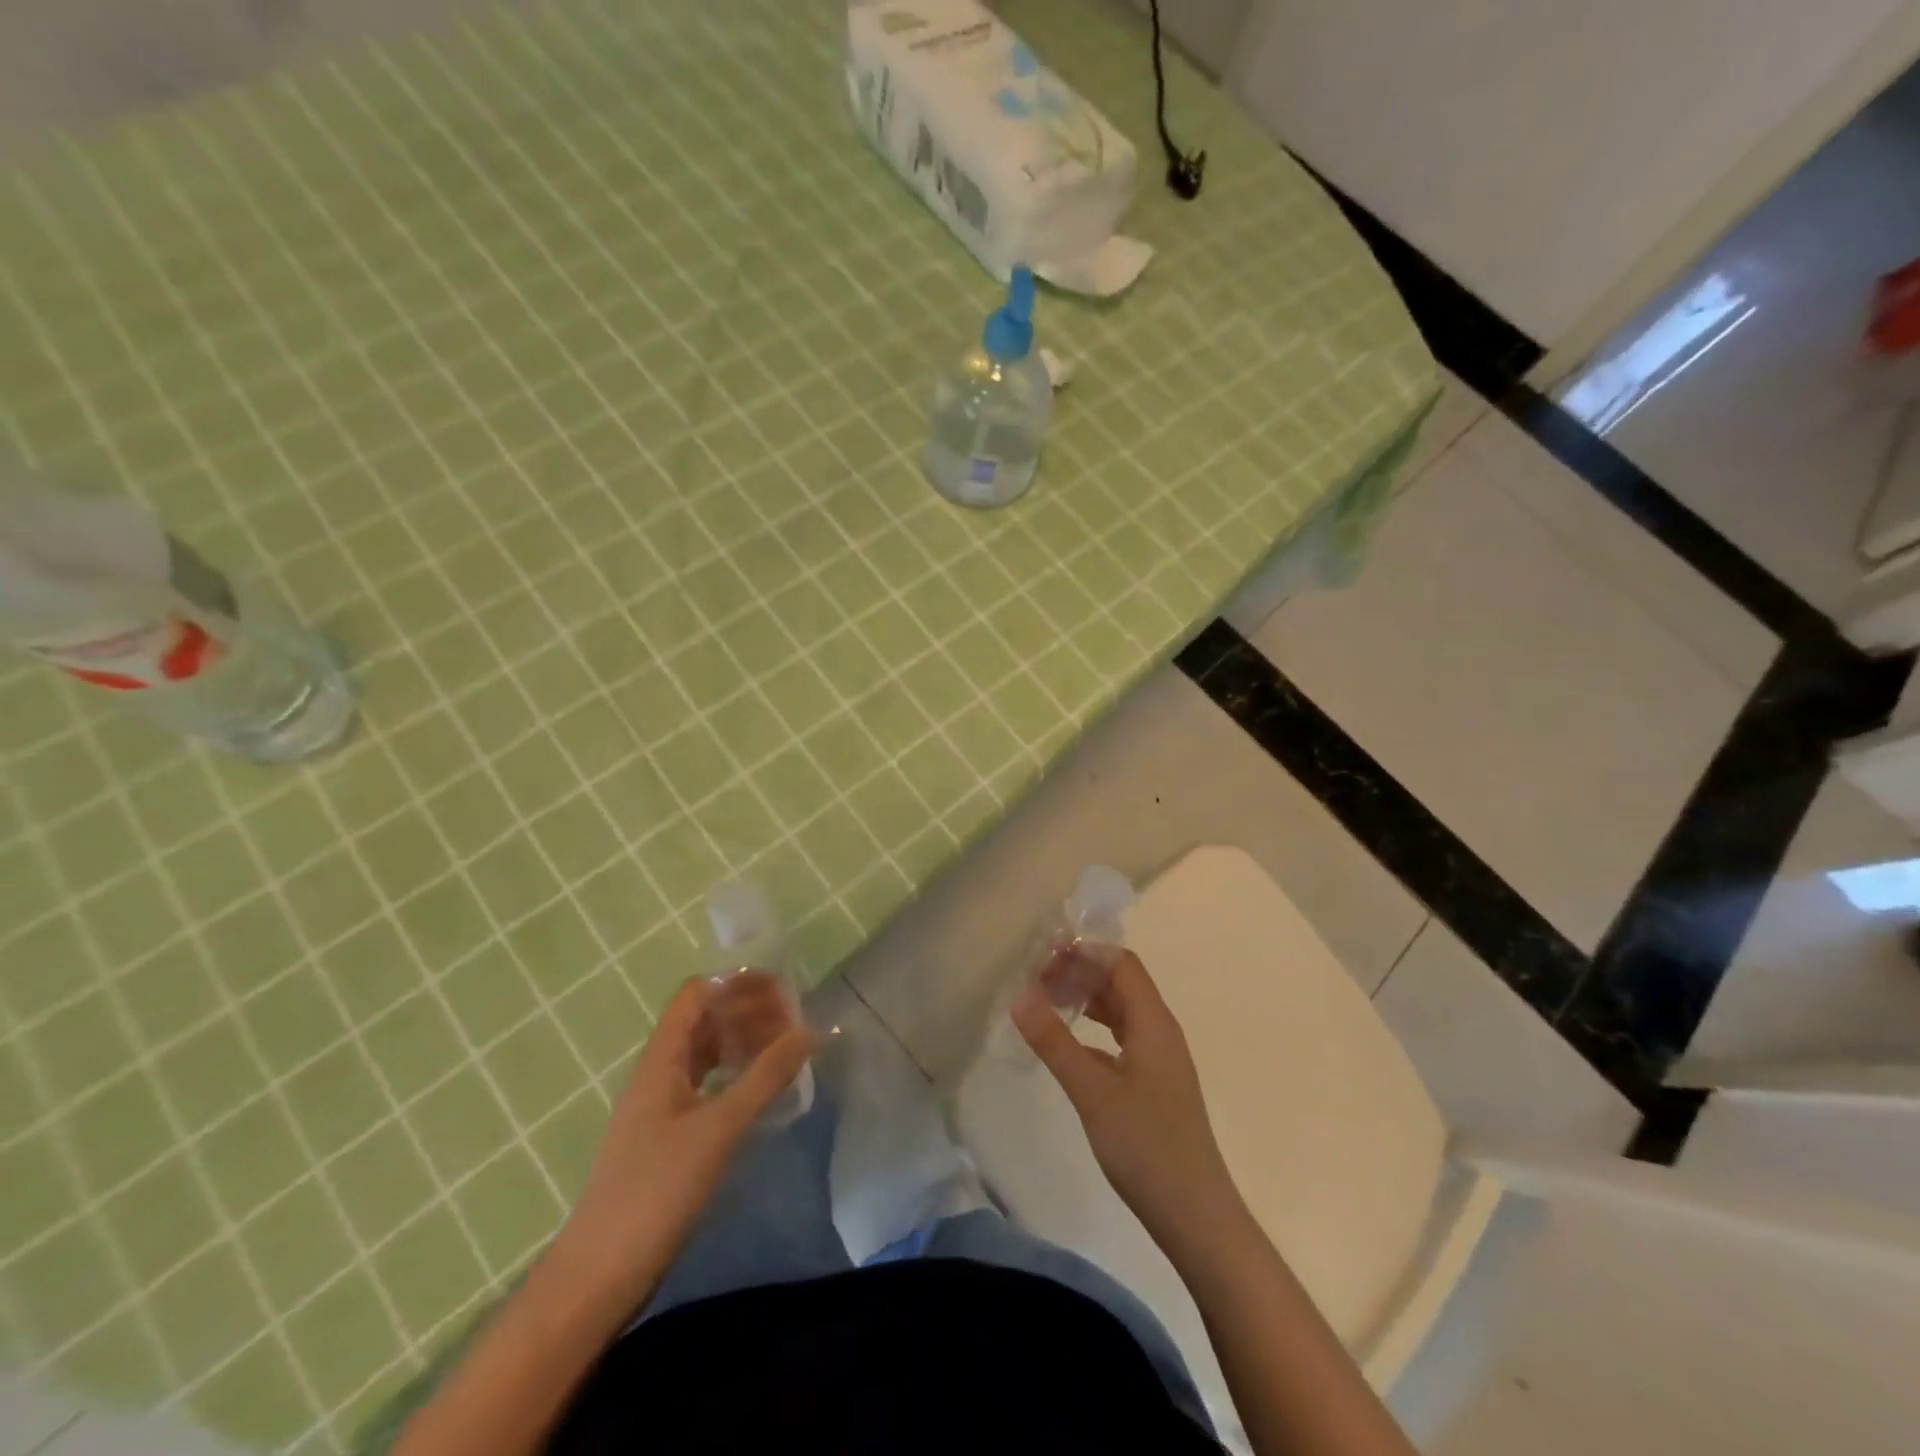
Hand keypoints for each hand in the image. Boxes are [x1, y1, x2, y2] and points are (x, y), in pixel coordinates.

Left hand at [542, 973, 811, 1310]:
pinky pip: (705, 1083)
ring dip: (741, 1041)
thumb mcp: (719, 1128)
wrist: (599, 1274)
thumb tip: (811, 1031)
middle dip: (746, 1010)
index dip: (735, 983)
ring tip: (784, 1048)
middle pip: (702, 1019)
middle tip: (792, 1021)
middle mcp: (657, 1072)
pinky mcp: (666, 1134)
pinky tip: (759, 1089)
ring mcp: (660, 1104)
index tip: (781, 989)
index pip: (696, 993)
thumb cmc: (656, 1191)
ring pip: (704, 1052)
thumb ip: (766, 1077)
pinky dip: (734, 1073)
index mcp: (660, 1059)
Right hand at [1011, 952, 1243, 1246]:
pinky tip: (1068, 1044)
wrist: (1195, 1215)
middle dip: (1080, 973)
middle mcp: (1160, 1031)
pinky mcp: (1154, 1084)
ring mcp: (1159, 1059)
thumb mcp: (1092, 1091)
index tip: (1043, 955)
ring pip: (1120, 1010)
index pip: (1121, 963)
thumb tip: (1019, 996)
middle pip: (1120, 982)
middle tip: (1034, 979)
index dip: (1085, 952)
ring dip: (1086, 1000)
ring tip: (1045, 1003)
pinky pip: (1121, 1037)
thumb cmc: (1146, 1146)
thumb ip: (1055, 1042)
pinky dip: (1094, 1029)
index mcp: (1153, 1022)